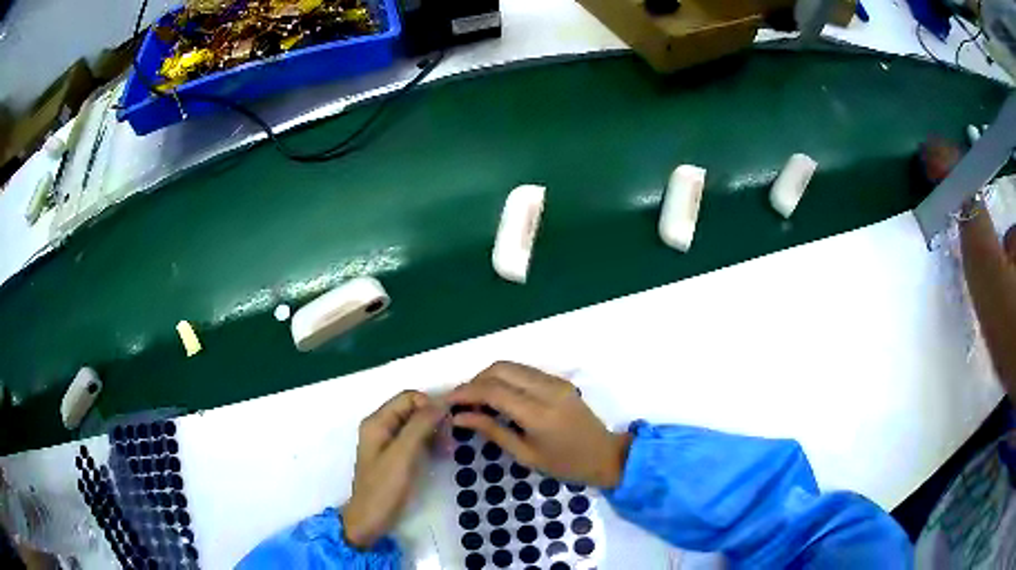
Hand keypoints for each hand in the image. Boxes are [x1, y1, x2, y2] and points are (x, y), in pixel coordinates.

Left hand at [343, 391, 443, 549]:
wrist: (370, 520)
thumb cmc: (384, 488)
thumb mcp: (402, 456)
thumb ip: (419, 426)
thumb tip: (441, 402)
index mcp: (377, 422)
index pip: (409, 398)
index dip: (430, 405)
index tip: (448, 424)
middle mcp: (381, 427)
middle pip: (413, 410)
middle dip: (434, 420)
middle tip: (450, 441)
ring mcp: (388, 442)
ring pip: (417, 425)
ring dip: (435, 432)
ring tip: (449, 450)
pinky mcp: (396, 456)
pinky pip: (416, 439)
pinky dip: (430, 443)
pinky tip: (441, 455)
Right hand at [448, 361, 630, 488]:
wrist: (606, 455)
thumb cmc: (565, 464)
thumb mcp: (525, 455)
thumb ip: (492, 431)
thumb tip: (460, 416)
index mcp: (539, 414)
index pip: (493, 391)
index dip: (466, 392)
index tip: (448, 401)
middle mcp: (547, 389)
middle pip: (500, 368)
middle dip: (475, 380)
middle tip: (462, 401)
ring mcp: (556, 381)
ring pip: (512, 365)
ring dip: (489, 377)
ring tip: (477, 399)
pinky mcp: (560, 380)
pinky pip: (525, 371)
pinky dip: (505, 378)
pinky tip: (498, 396)